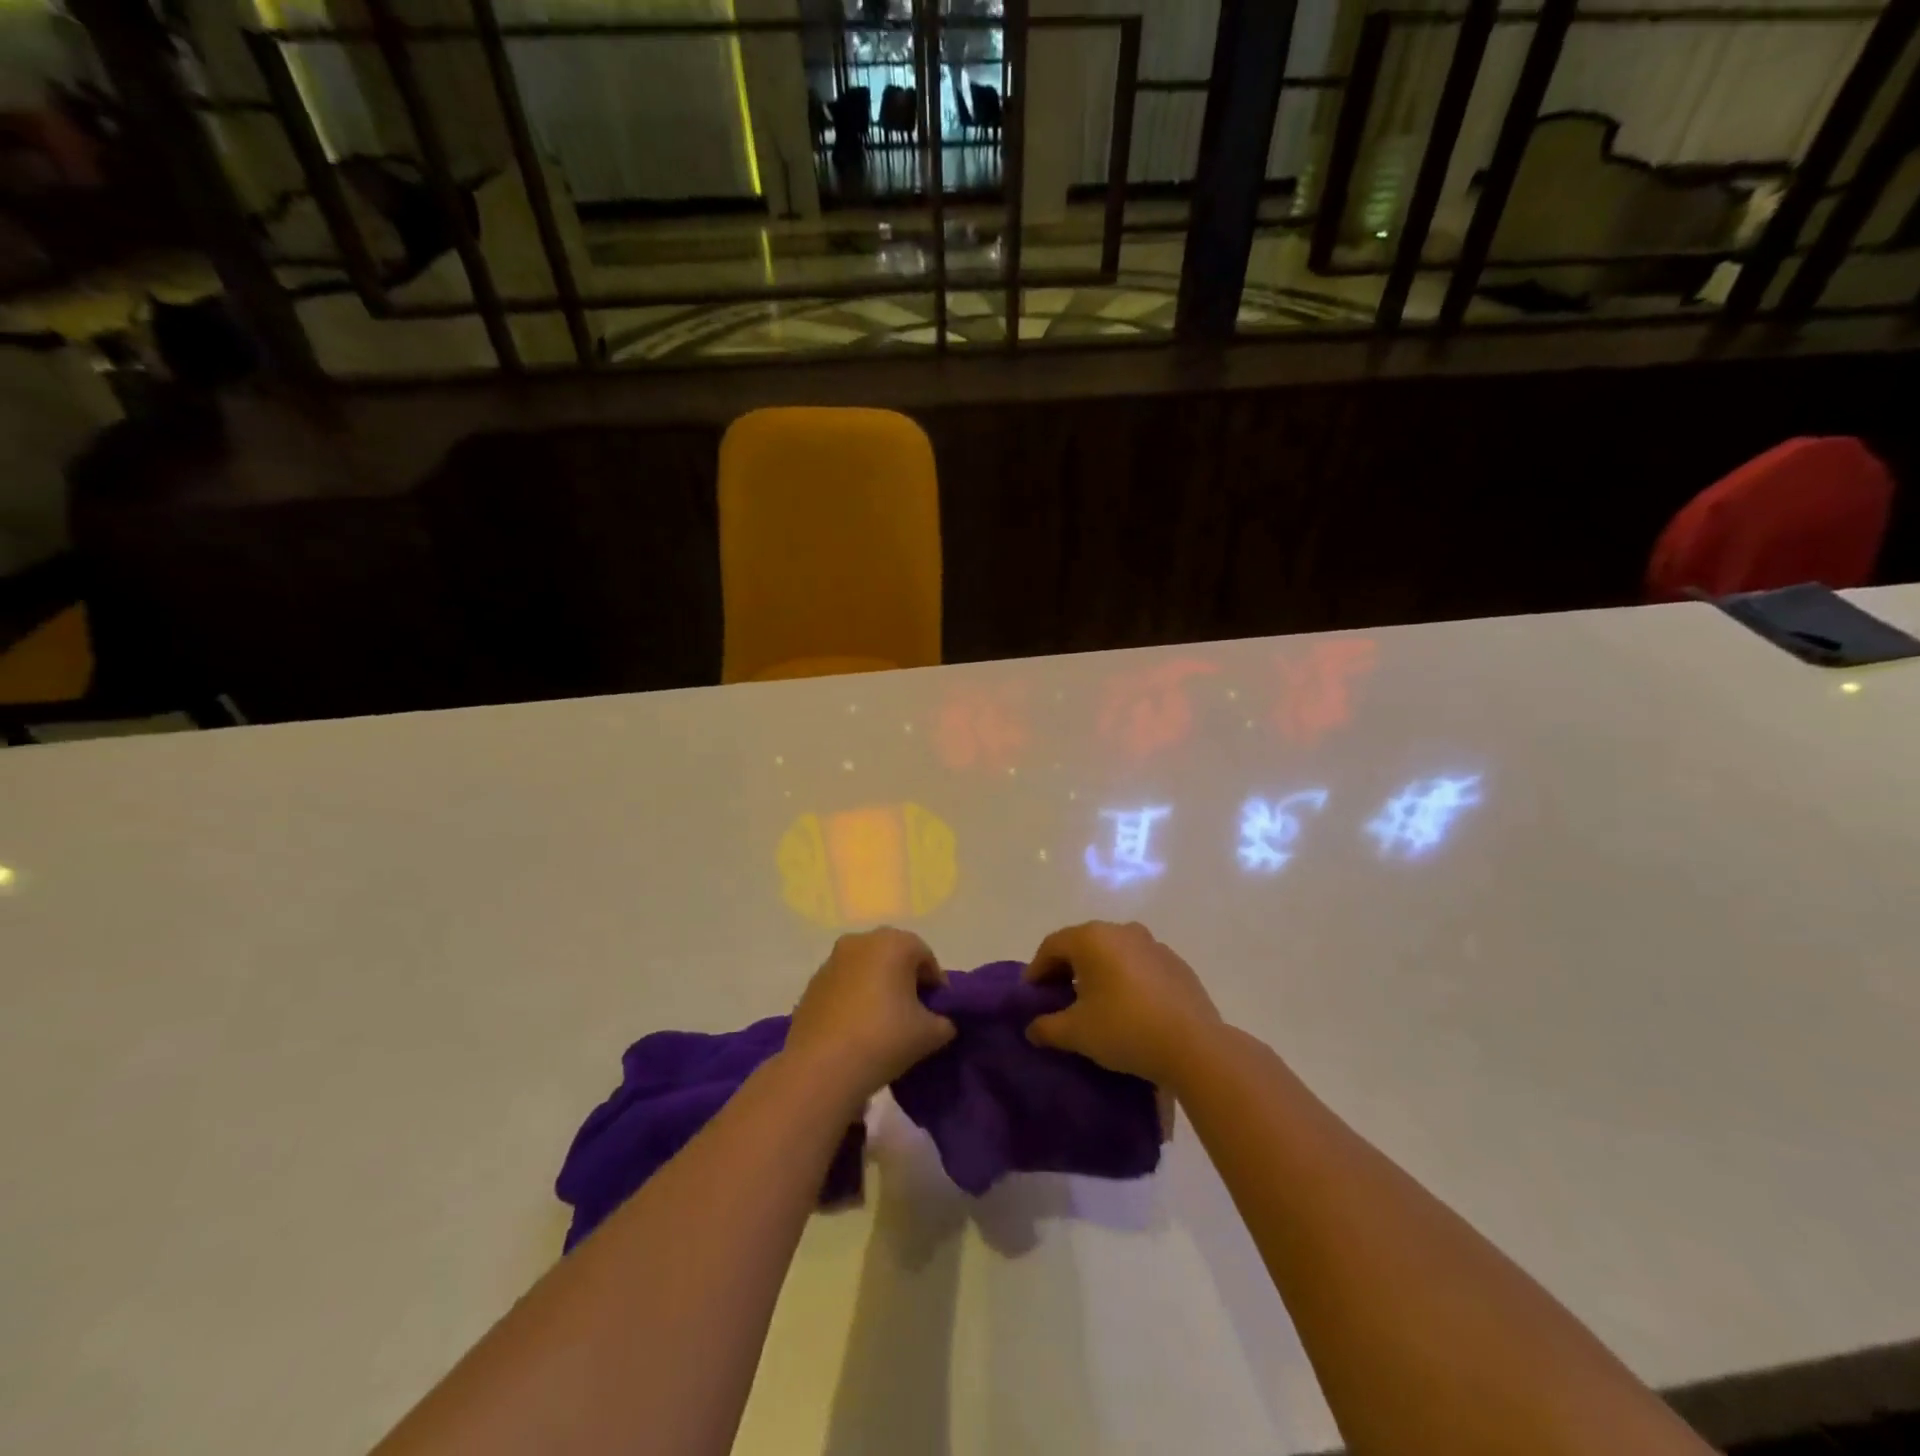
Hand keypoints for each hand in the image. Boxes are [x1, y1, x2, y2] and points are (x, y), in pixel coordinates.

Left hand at [785, 928, 955, 1105]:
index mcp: (894, 943)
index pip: (926, 958)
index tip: (938, 1013)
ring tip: (883, 1025)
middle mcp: (861, 941)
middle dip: (906, 982)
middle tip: (913, 1016)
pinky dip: (854, 999)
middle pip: (894, 957)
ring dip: (877, 988)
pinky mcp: (812, 985)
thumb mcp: (931, 1034)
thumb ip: (944, 1022)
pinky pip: (843, 986)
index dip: (936, 986)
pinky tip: (857, 1030)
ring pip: (866, 969)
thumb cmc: (884, 1039)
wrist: (822, 1068)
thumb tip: (940, 1022)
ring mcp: (832, 961)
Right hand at [1023, 921, 1222, 1088]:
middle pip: (1083, 944)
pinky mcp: (1176, 963)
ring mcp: (1153, 944)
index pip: (1052, 945)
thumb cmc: (1125, 1029)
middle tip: (1058, 998)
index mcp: (1092, 938)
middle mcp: (1122, 930)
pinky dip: (1126, 979)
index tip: (1031, 995)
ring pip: (1113, 953)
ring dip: (1098, 972)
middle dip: (1066, 969)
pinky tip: (1129, 1007)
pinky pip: (1139, 965)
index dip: (1037, 969)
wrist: (1195, 1046)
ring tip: (1094, 1003)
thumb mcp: (1076, 1033)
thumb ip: (1047, 1027)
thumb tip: (1032, 1028)